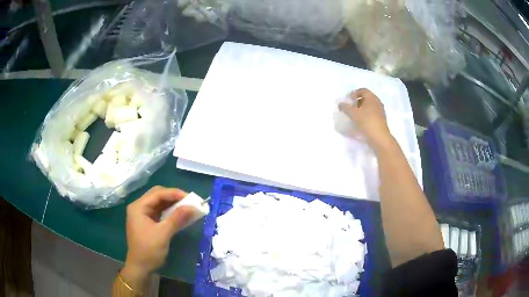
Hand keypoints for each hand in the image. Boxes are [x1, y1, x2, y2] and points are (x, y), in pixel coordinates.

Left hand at [121, 186, 193, 289]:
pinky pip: (160, 213)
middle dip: (173, 197)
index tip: (190, 197)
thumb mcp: (163, 234)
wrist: (141, 268)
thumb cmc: (149, 250)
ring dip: (173, 205)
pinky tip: (180, 215)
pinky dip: (170, 213)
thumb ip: (177, 218)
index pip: (158, 193)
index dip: (174, 193)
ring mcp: (143, 215)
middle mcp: (139, 208)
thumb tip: (193, 206)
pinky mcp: (148, 223)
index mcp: (138, 207)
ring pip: (159, 204)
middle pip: (158, 196)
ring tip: (187, 207)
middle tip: (189, 201)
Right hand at [338, 88, 393, 151]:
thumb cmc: (366, 121)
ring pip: (369, 106)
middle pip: (366, 98)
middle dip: (357, 101)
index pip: (362, 90)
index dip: (354, 93)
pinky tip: (361, 122)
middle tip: (350, 107)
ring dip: (361, 109)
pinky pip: (372, 113)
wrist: (379, 137)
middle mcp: (377, 102)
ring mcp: (380, 111)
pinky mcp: (381, 119)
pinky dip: (366, 115)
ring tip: (355, 115)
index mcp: (372, 97)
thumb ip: (345, 107)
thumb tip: (340, 104)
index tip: (348, 100)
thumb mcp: (353, 113)